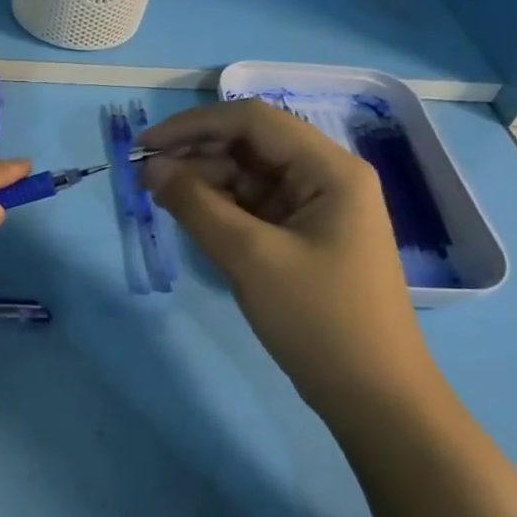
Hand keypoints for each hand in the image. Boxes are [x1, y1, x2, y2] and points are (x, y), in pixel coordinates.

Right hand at [139, 99, 440, 418]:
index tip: (144, 146)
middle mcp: (326, 177)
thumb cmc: (319, 320)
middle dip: (196, 153)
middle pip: (251, 145)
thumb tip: (152, 168)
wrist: (372, 395)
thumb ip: (197, 205)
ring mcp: (316, 209)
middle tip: (144, 176)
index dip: (194, 125)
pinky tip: (189, 216)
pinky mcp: (304, 237)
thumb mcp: (250, 258)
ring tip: (159, 197)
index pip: (253, 120)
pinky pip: (255, 207)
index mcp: (330, 169)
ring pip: (249, 176)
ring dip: (204, 180)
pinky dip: (220, 207)